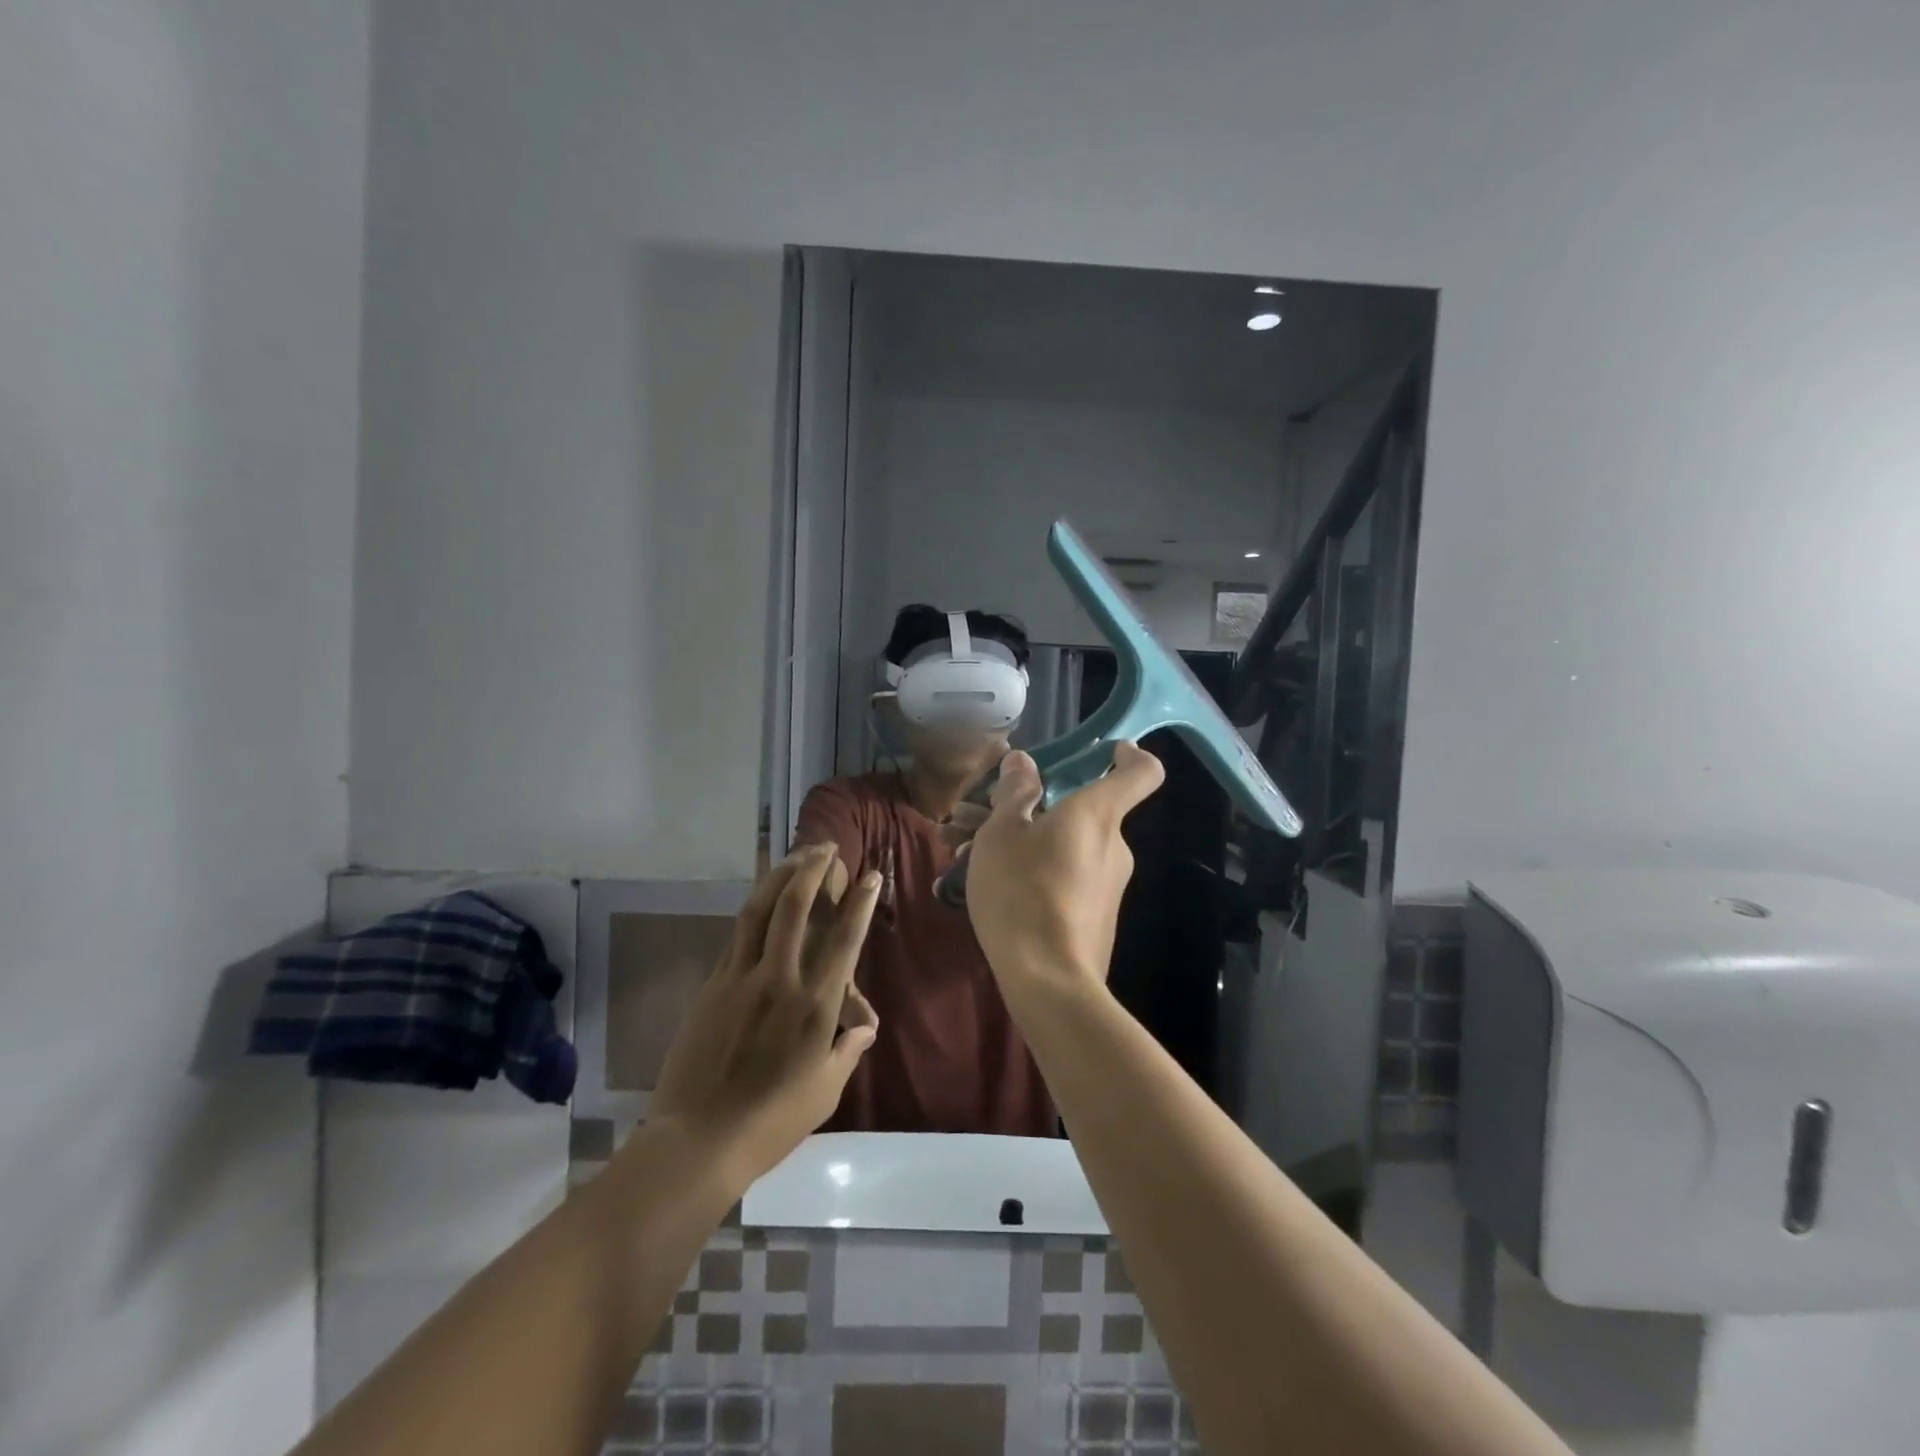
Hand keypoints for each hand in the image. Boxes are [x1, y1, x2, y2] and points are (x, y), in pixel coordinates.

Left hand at [649, 845, 881, 1185]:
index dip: (860, 903)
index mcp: (815, 1006)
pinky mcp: (713, 986)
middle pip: (796, 908)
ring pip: (761, 911)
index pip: (845, 940)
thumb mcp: (825, 1091)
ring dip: (780, 877)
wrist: (698, 1140)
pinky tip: (762, 900)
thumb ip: (847, 1050)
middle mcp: (780, 980)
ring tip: (795, 856)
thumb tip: (866, 1026)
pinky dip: (755, 909)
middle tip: (825, 847)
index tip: (869, 875)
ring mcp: (741, 978)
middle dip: (814, 870)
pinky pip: (737, 935)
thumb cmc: (772, 1122)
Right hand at [959, 743, 1165, 993]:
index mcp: (1097, 814)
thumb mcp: (1002, 833)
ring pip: (1061, 844)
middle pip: (1080, 810)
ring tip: (960, 848)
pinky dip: (1028, 869)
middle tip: (974, 814)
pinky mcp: (1093, 916)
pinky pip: (1061, 876)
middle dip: (1028, 806)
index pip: (1142, 772)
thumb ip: (1014, 792)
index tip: (1106, 750)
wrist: (1048, 982)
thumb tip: (1023, 762)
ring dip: (1017, 839)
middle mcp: (1111, 845)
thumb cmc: (1022, 891)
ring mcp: (1106, 884)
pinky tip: (982, 882)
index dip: (1129, 754)